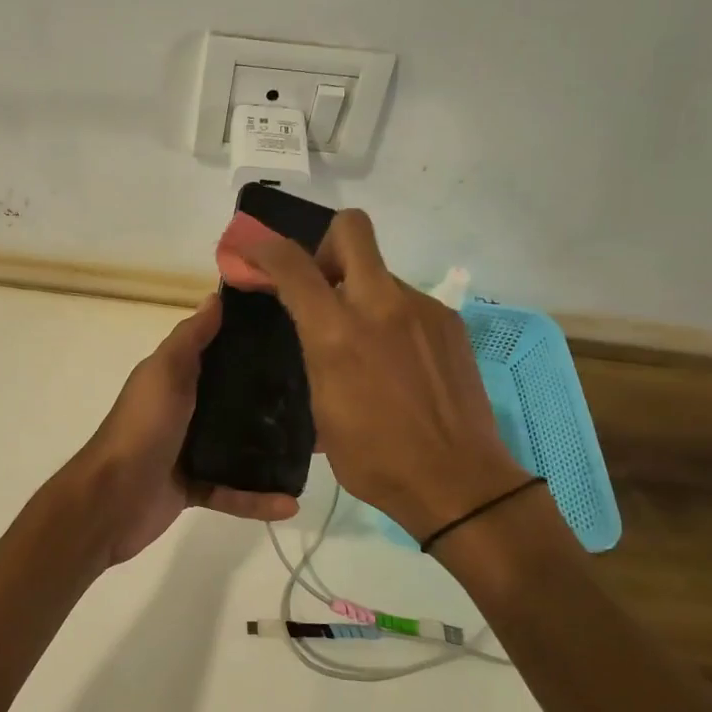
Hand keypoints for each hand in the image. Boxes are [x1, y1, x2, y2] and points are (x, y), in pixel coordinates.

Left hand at [66, 295, 297, 565]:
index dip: (253, 344)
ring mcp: (189, 451)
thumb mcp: (165, 372)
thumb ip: (191, 338)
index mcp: (176, 378)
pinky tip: (289, 503)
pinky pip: (233, 492)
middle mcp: (185, 410)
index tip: (298, 338)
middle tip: (320, 397)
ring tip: (316, 450)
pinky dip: (257, 499)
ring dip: (273, 452)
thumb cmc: (143, 427)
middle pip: (236, 401)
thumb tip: (217, 297)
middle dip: (273, 400)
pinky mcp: (194, 488)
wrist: (111, 499)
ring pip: (240, 449)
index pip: (220, 353)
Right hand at [236, 210, 525, 541]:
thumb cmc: (375, 459)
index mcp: (337, 333)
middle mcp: (381, 305)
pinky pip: (408, 302)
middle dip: (325, 245)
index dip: (264, 250)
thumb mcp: (322, 412)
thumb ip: (314, 357)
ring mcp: (422, 310)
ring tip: (364, 345)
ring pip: (381, 272)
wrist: (458, 482)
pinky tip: (395, 362)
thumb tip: (313, 335)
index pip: (292, 264)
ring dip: (361, 292)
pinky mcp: (449, 323)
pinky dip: (391, 317)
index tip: (253, 257)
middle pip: (351, 229)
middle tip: (320, 284)